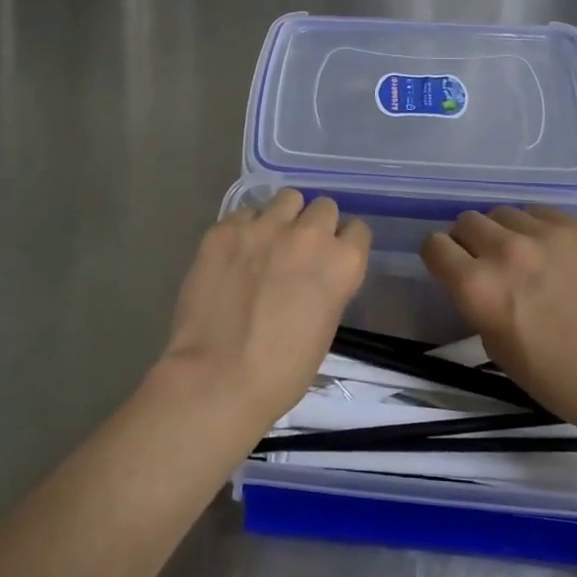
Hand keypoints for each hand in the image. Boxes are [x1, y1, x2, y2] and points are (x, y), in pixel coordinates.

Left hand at [158, 189, 370, 433]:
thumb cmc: (281, 372)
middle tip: (297, 251)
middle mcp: (309, 234)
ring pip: (286, 199)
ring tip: (266, 243)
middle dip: (314, 225)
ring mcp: (264, 227)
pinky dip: (244, 229)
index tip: (331, 259)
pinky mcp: (225, 229)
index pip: (358, 230)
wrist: (218, 377)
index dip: (343, 244)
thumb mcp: (324, 328)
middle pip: (324, 207)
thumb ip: (327, 286)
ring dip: (282, 217)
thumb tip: (312, 276)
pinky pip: (244, 214)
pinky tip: (233, 255)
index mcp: (342, 263)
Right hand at [421, 206, 576, 442]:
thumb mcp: (498, 349)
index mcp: (479, 287)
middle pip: (467, 220)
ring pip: (506, 213)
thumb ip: (477, 304)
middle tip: (490, 263)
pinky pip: (545, 213)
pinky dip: (542, 230)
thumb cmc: (561, 379)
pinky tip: (560, 256)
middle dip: (470, 241)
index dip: (440, 257)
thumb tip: (476, 278)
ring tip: (528, 257)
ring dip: (507, 233)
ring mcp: (549, 233)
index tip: (452, 268)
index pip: (434, 245)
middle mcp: (507, 251)